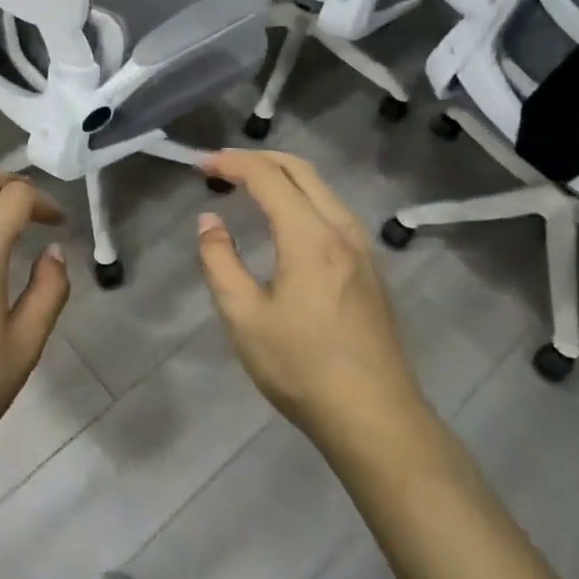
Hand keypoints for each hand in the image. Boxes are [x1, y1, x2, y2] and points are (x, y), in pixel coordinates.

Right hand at [195, 150, 426, 446]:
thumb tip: (209, 221)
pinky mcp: (371, 268)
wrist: (377, 419)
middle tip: (221, 167)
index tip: (201, 165)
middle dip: (257, 158)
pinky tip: (285, 220)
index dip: (231, 163)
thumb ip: (220, 261)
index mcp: (309, 236)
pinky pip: (332, 210)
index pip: (267, 177)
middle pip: (300, 169)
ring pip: (321, 188)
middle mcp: (341, 230)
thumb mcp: (244, 317)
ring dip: (282, 175)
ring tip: (247, 186)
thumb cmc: (302, 368)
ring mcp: (362, 248)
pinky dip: (302, 196)